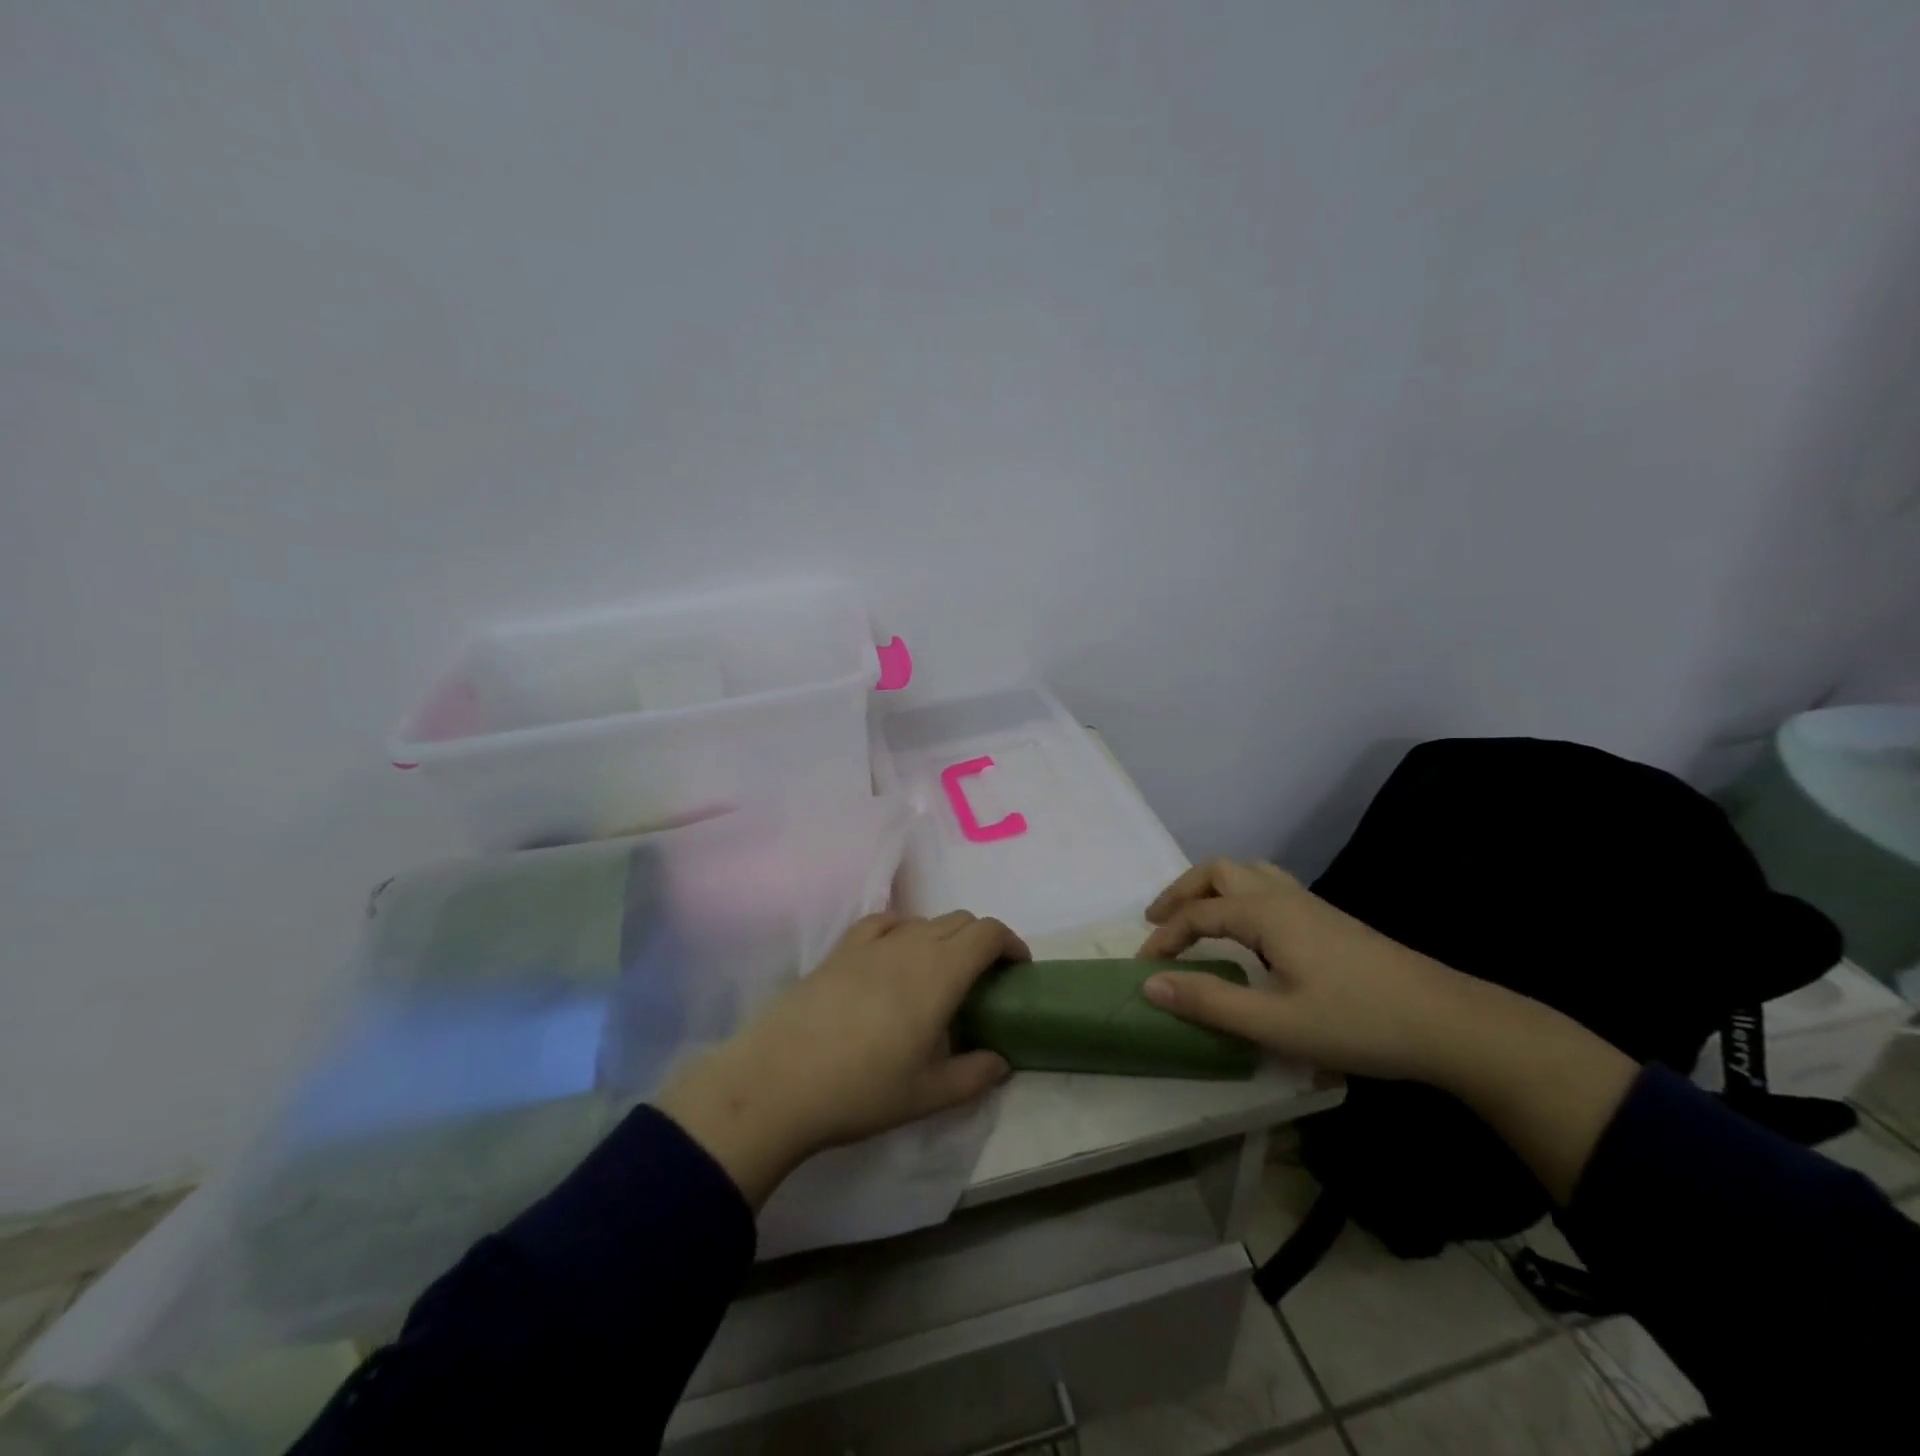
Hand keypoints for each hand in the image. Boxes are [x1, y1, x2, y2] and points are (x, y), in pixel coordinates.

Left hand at [655, 911, 1026, 1206]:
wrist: (778, 1081)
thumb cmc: (861, 1090)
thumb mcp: (927, 1095)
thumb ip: (974, 1075)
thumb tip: (1000, 1061)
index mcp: (940, 973)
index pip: (987, 933)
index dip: (1010, 941)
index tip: (1018, 967)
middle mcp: (911, 945)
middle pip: (959, 920)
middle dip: (982, 940)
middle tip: (984, 977)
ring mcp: (872, 943)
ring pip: (923, 920)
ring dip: (944, 937)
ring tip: (940, 974)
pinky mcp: (840, 949)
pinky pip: (883, 922)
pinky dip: (904, 930)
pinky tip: (895, 955)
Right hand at [1135, 858, 1466, 1081]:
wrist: (1450, 1023)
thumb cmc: (1359, 1023)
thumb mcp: (1276, 1023)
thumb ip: (1209, 1003)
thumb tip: (1149, 985)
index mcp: (1265, 913)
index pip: (1197, 914)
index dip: (1164, 937)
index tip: (1143, 967)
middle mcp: (1283, 896)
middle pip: (1218, 871)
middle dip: (1181, 893)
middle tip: (1158, 923)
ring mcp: (1310, 904)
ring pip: (1246, 872)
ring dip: (1211, 888)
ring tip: (1195, 917)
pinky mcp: (1329, 919)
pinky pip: (1268, 885)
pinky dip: (1239, 894)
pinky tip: (1248, 929)